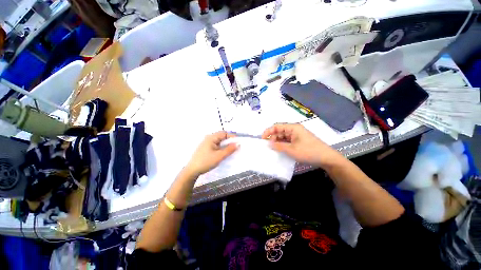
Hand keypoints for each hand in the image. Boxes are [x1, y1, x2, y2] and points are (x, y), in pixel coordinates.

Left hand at [186, 131, 237, 175]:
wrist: (192, 170)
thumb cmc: (206, 161)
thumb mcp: (220, 156)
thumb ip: (229, 149)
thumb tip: (238, 144)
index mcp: (211, 137)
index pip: (224, 133)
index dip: (232, 136)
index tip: (238, 142)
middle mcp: (209, 138)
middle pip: (222, 136)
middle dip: (229, 141)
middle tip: (236, 146)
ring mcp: (207, 143)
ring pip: (219, 141)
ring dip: (226, 144)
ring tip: (231, 150)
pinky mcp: (206, 148)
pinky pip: (216, 145)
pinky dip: (221, 147)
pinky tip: (224, 152)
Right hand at [262, 123, 344, 167]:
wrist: (326, 158)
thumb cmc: (309, 152)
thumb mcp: (291, 150)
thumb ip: (278, 146)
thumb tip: (269, 144)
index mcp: (293, 128)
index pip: (277, 126)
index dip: (268, 131)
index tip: (262, 139)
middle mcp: (294, 129)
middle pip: (279, 131)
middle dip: (272, 138)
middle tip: (269, 147)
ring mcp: (297, 135)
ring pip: (283, 136)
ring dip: (277, 142)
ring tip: (274, 150)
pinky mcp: (299, 141)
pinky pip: (287, 141)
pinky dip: (282, 145)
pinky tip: (280, 150)